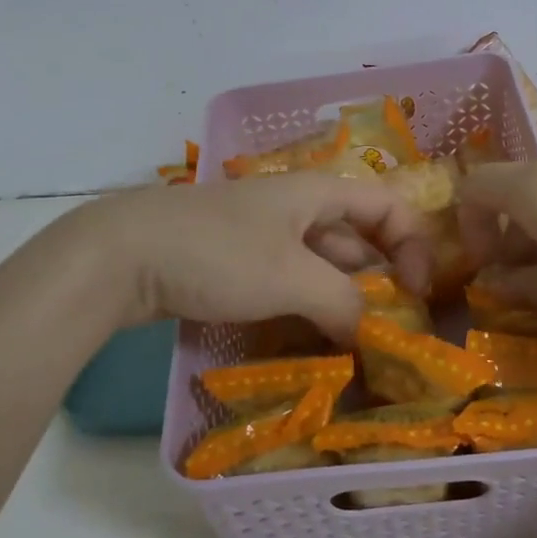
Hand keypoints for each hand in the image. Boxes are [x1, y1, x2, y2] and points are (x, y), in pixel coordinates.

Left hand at [66, 173, 432, 342]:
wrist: (120, 256)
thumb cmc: (217, 254)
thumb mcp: (291, 278)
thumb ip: (343, 302)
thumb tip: (370, 333)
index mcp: (318, 193)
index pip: (388, 206)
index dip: (413, 244)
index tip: (416, 292)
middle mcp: (296, 207)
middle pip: (357, 237)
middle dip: (380, 280)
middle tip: (390, 330)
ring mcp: (263, 235)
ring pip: (322, 264)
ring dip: (342, 299)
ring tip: (355, 344)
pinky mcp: (236, 262)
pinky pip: (288, 281)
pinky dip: (307, 306)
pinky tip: (310, 340)